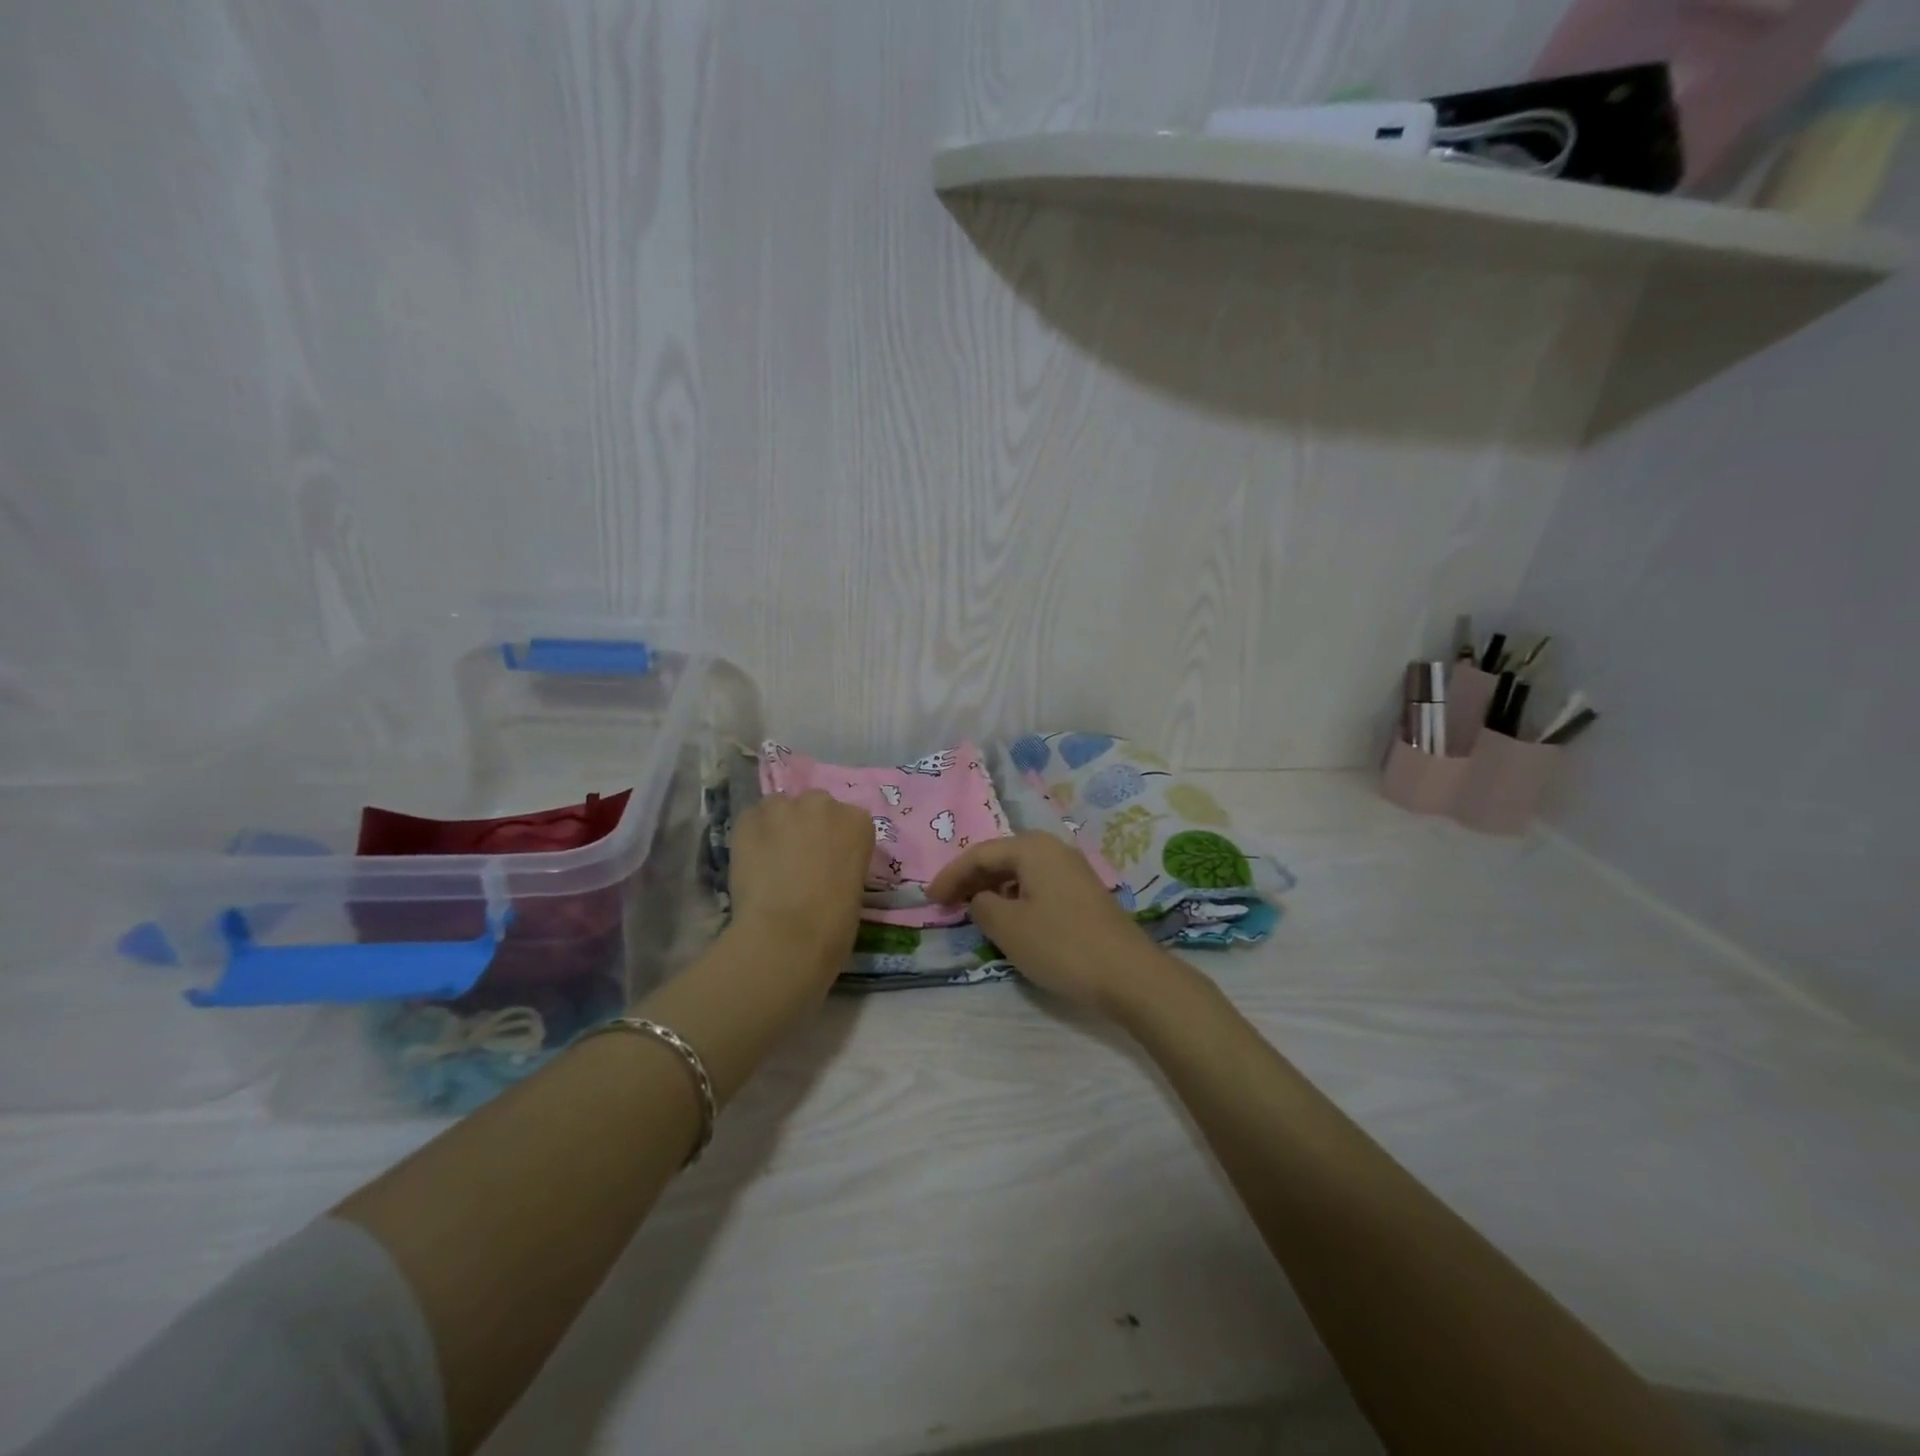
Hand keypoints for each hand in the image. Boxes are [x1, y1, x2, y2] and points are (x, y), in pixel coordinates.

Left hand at [729, 790, 874, 963]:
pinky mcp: (749, 819)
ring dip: (778, 826)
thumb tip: (823, 867)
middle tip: (799, 859)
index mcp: (858, 822)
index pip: (848, 820)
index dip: (835, 841)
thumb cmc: (834, 922)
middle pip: (815, 806)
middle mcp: (824, 804)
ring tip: (771, 859)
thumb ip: (841, 862)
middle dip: (807, 827)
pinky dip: (751, 836)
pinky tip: (751, 862)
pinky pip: (751, 820)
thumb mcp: (854, 886)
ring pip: (779, 807)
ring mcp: (784, 807)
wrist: (789, 934)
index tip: (828, 861)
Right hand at [927, 832, 1171, 1017]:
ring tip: (972, 911)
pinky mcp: (1083, 893)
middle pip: (1001, 858)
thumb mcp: (1009, 928)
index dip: (951, 875)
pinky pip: (1038, 885)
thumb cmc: (1061, 945)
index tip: (930, 899)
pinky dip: (1015, 897)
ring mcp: (1072, 870)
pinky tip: (1010, 919)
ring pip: (1020, 872)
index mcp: (1032, 848)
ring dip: (993, 889)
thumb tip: (980, 899)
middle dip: (971, 879)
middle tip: (946, 903)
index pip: (980, 854)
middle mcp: (1053, 849)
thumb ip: (983, 906)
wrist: (1129, 974)